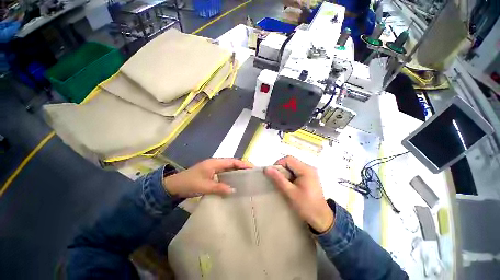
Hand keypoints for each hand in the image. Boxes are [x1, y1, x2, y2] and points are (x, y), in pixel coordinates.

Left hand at [163, 158, 251, 197]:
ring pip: (229, 168)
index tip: (253, 168)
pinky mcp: (212, 173)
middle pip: (232, 163)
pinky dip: (231, 175)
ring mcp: (214, 168)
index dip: (243, 164)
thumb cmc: (189, 183)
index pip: (232, 161)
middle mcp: (216, 163)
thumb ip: (219, 187)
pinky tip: (235, 181)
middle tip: (253, 173)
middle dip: (242, 167)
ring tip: (247, 177)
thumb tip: (234, 190)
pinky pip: (225, 173)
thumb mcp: (204, 186)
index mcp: (215, 163)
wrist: (175, 186)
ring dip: (237, 171)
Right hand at [264, 156, 333, 232]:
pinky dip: (290, 175)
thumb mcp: (290, 192)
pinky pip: (296, 171)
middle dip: (281, 168)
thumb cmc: (306, 205)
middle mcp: (309, 167)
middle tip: (276, 179)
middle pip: (291, 161)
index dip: (278, 164)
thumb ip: (278, 179)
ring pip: (292, 166)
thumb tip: (266, 168)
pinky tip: (289, 184)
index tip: (272, 174)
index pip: (288, 159)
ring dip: (285, 172)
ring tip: (282, 183)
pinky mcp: (309, 176)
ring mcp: (310, 171)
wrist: (321, 218)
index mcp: (306, 169)